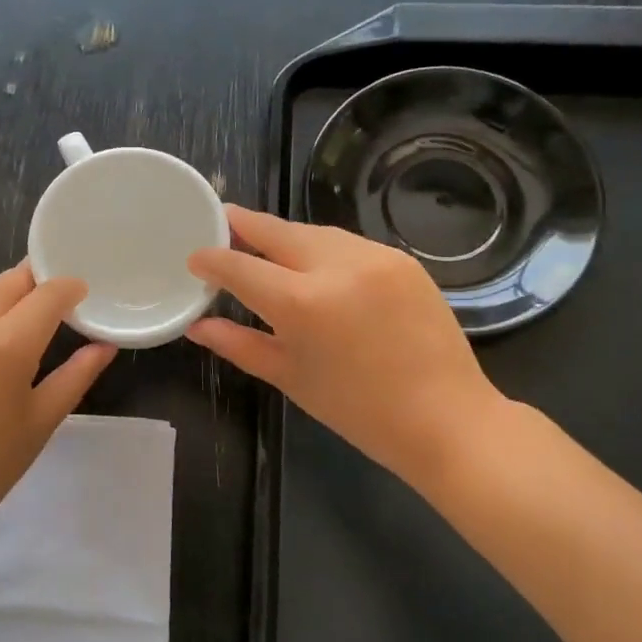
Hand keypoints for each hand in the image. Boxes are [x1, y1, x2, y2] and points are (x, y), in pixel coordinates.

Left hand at [0, 263, 116, 547]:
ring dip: (2, 302)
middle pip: (9, 283)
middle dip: (35, 287)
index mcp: (4, 344)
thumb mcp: (40, 422)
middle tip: (52, 309)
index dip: (69, 288)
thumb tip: (105, 344)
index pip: (47, 293)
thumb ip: (76, 375)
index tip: (81, 295)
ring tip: (14, 333)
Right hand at [186, 205, 505, 481]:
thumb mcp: (289, 377)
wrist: (445, 418)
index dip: (212, 259)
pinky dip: (322, 248)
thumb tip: (197, 326)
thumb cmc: (357, 410)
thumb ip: (238, 344)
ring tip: (265, 248)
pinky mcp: (401, 259)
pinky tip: (314, 265)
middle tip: (223, 223)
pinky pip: (347, 242)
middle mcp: (336, 266)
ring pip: (313, 231)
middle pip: (276, 230)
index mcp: (301, 303)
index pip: (240, 266)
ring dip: (284, 236)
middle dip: (244, 225)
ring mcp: (374, 257)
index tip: (196, 257)